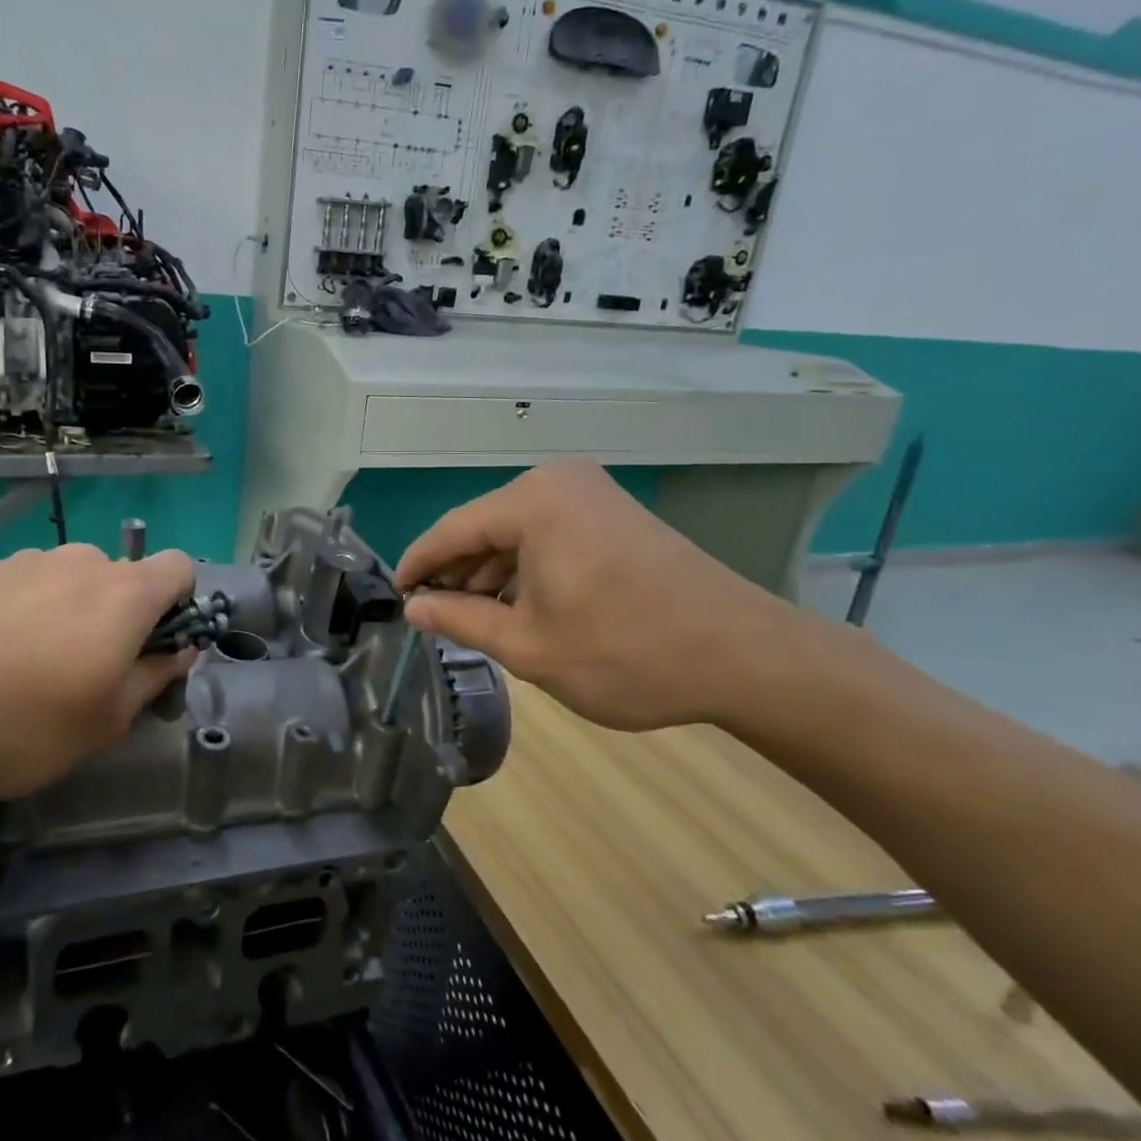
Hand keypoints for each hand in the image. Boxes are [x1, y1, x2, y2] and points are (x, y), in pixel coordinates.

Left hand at [0, 544, 196, 797]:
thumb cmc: (22, 721)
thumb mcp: (105, 722)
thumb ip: (154, 678)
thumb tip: (179, 650)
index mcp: (125, 594)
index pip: (180, 567)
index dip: (180, 604)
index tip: (153, 649)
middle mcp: (82, 563)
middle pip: (122, 579)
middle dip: (119, 618)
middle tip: (88, 674)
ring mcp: (27, 562)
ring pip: (70, 583)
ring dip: (69, 615)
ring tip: (28, 670)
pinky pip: (25, 588)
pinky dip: (24, 614)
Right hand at [394, 462, 803, 730]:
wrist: (745, 657)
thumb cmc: (624, 651)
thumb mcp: (527, 645)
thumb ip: (460, 620)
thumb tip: (414, 608)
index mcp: (531, 502)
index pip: (451, 530)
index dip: (418, 565)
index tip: (395, 596)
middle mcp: (559, 483)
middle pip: (484, 527)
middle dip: (456, 573)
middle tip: (433, 617)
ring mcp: (592, 496)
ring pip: (516, 533)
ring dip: (490, 575)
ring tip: (470, 620)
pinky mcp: (615, 517)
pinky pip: (549, 537)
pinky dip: (526, 570)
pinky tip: (516, 608)